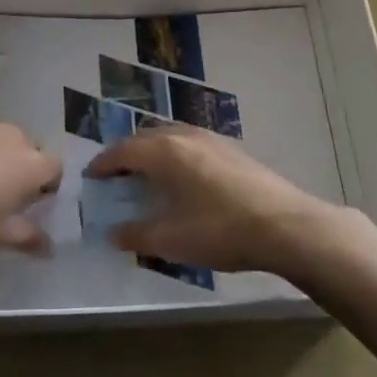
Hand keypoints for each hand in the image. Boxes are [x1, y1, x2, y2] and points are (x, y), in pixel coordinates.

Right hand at [86, 123, 342, 274]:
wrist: (286, 225)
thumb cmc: (221, 231)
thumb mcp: (172, 240)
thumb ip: (137, 235)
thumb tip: (114, 233)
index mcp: (165, 152)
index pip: (122, 150)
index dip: (103, 163)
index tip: (90, 177)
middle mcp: (185, 136)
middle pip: (145, 137)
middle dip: (126, 154)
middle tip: (115, 176)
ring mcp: (212, 139)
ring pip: (170, 136)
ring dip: (152, 150)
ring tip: (146, 174)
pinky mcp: (232, 149)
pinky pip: (190, 142)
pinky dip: (174, 153)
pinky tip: (183, 176)